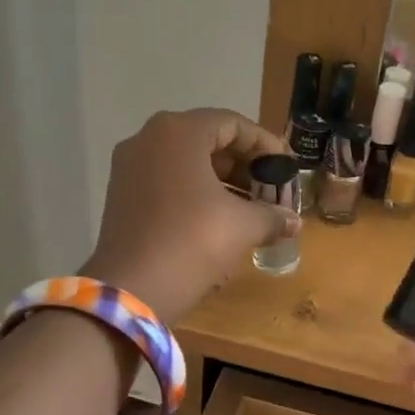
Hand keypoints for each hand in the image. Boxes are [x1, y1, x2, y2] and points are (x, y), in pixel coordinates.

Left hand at [83, 108, 298, 323]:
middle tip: (271, 189)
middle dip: (244, 165)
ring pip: (186, 163)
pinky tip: (220, 219)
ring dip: (222, 181)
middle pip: (207, 140)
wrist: (132, 290)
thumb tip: (293, 222)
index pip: (233, 124)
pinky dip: (196, 193)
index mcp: (178, 132)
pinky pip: (168, 182)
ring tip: (252, 208)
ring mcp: (130, 167)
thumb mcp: (242, 226)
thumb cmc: (193, 242)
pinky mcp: (121, 195)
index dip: (265, 145)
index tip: (286, 167)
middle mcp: (148, 139)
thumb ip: (272, 216)